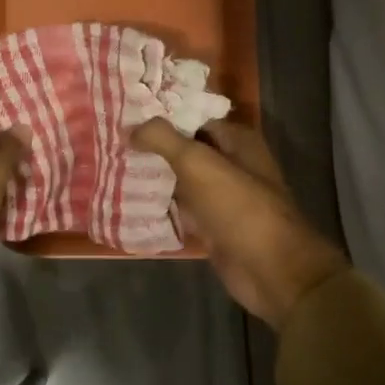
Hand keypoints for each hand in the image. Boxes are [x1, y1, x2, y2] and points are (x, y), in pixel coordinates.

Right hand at [132, 119, 347, 329]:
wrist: (271, 271)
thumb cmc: (239, 207)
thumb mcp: (197, 164)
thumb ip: (163, 139)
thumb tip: (130, 128)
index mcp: (237, 140)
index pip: (193, 117)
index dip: (161, 114)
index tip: (126, 114)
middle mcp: (232, 164)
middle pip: (186, 148)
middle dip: (153, 146)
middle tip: (113, 139)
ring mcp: (222, 197)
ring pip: (181, 179)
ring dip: (155, 175)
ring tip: (115, 164)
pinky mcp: (214, 226)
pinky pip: (182, 209)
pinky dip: (161, 206)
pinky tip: (130, 200)